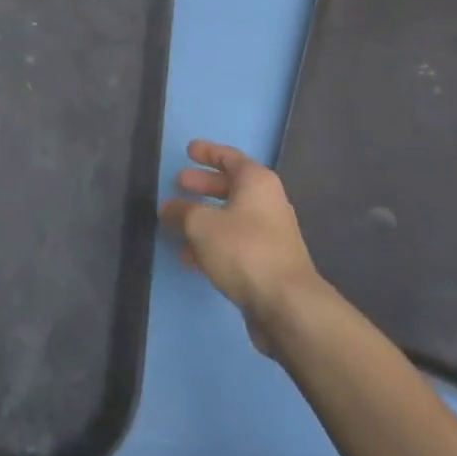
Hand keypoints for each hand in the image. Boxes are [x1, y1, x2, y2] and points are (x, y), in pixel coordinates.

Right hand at [161, 140, 322, 345]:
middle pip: (231, 186)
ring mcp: (270, 234)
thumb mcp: (201, 225)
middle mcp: (267, 202)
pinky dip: (213, 243)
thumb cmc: (243, 250)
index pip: (229, 156)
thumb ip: (181, 212)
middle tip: (178, 183)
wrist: (287, 305)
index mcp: (256, 182)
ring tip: (176, 222)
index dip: (207, 152)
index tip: (188, 150)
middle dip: (203, 185)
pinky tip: (190, 257)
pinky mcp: (268, 262)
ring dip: (204, 217)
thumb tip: (168, 207)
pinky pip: (234, 242)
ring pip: (231, 216)